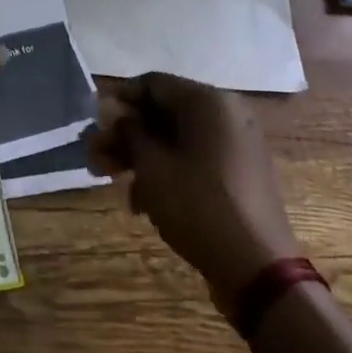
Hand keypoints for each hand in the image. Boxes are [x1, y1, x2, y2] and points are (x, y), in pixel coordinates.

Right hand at [87, 72, 300, 323]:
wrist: (258, 268)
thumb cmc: (198, 206)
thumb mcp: (152, 167)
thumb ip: (129, 132)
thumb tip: (117, 115)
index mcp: (209, 102)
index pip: (152, 84)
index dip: (118, 100)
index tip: (93, 123)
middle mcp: (227, 114)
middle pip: (163, 112)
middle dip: (125, 134)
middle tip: (93, 157)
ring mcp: (236, 144)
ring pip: (176, 138)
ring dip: (140, 155)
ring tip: (110, 180)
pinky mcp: (239, 172)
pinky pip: (194, 157)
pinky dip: (167, 170)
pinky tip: (142, 201)